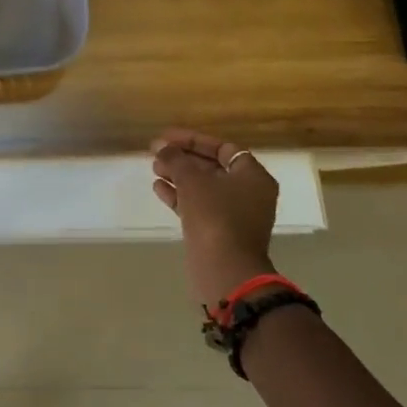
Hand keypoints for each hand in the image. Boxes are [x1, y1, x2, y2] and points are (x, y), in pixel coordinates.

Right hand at [150, 130, 279, 308]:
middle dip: (183, 158)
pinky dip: (179, 195)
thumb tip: (160, 146)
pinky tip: (158, 188)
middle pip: (212, 167)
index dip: (193, 140)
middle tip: (157, 153)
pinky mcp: (218, 231)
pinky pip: (198, 205)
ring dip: (178, 176)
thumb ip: (175, 158)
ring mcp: (233, 214)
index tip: (167, 138)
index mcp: (252, 177)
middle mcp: (248, 193)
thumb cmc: (214, 215)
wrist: (224, 268)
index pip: (223, 148)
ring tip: (154, 168)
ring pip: (203, 187)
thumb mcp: (192, 180)